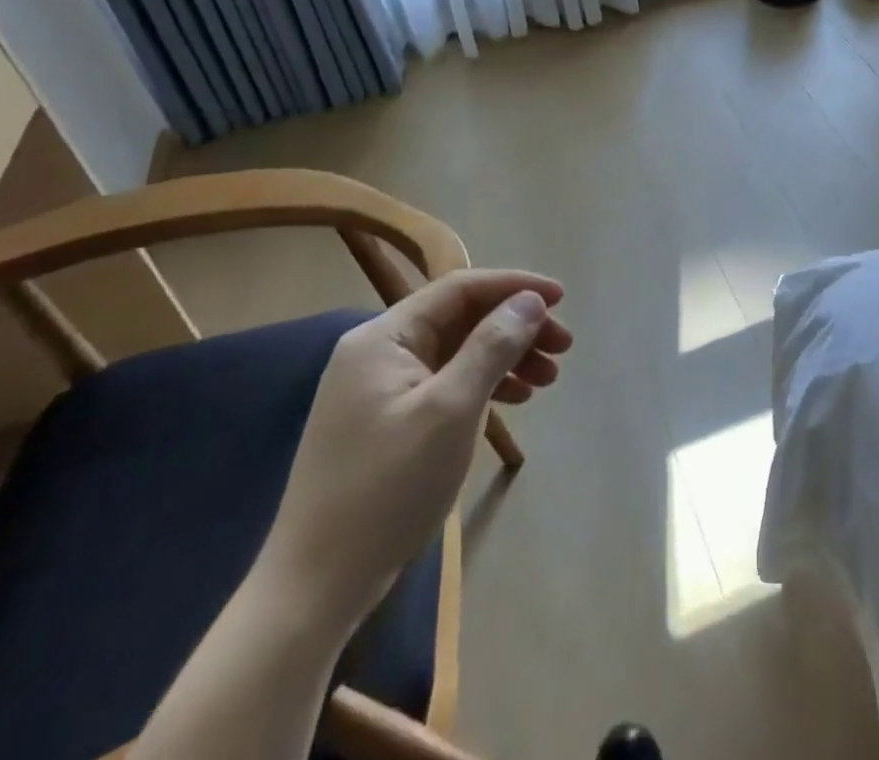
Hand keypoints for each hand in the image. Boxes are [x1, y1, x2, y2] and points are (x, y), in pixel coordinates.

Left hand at [259, 269, 572, 626]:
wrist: (314, 590)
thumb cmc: (387, 489)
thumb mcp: (450, 410)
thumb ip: (492, 346)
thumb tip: (530, 301)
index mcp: (384, 338)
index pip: (459, 289)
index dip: (514, 286)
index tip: (562, 298)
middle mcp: (379, 353)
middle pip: (461, 319)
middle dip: (516, 327)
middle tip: (564, 347)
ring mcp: (380, 389)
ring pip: (458, 352)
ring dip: (506, 356)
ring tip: (549, 378)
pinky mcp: (387, 422)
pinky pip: (446, 383)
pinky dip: (484, 385)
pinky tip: (516, 399)